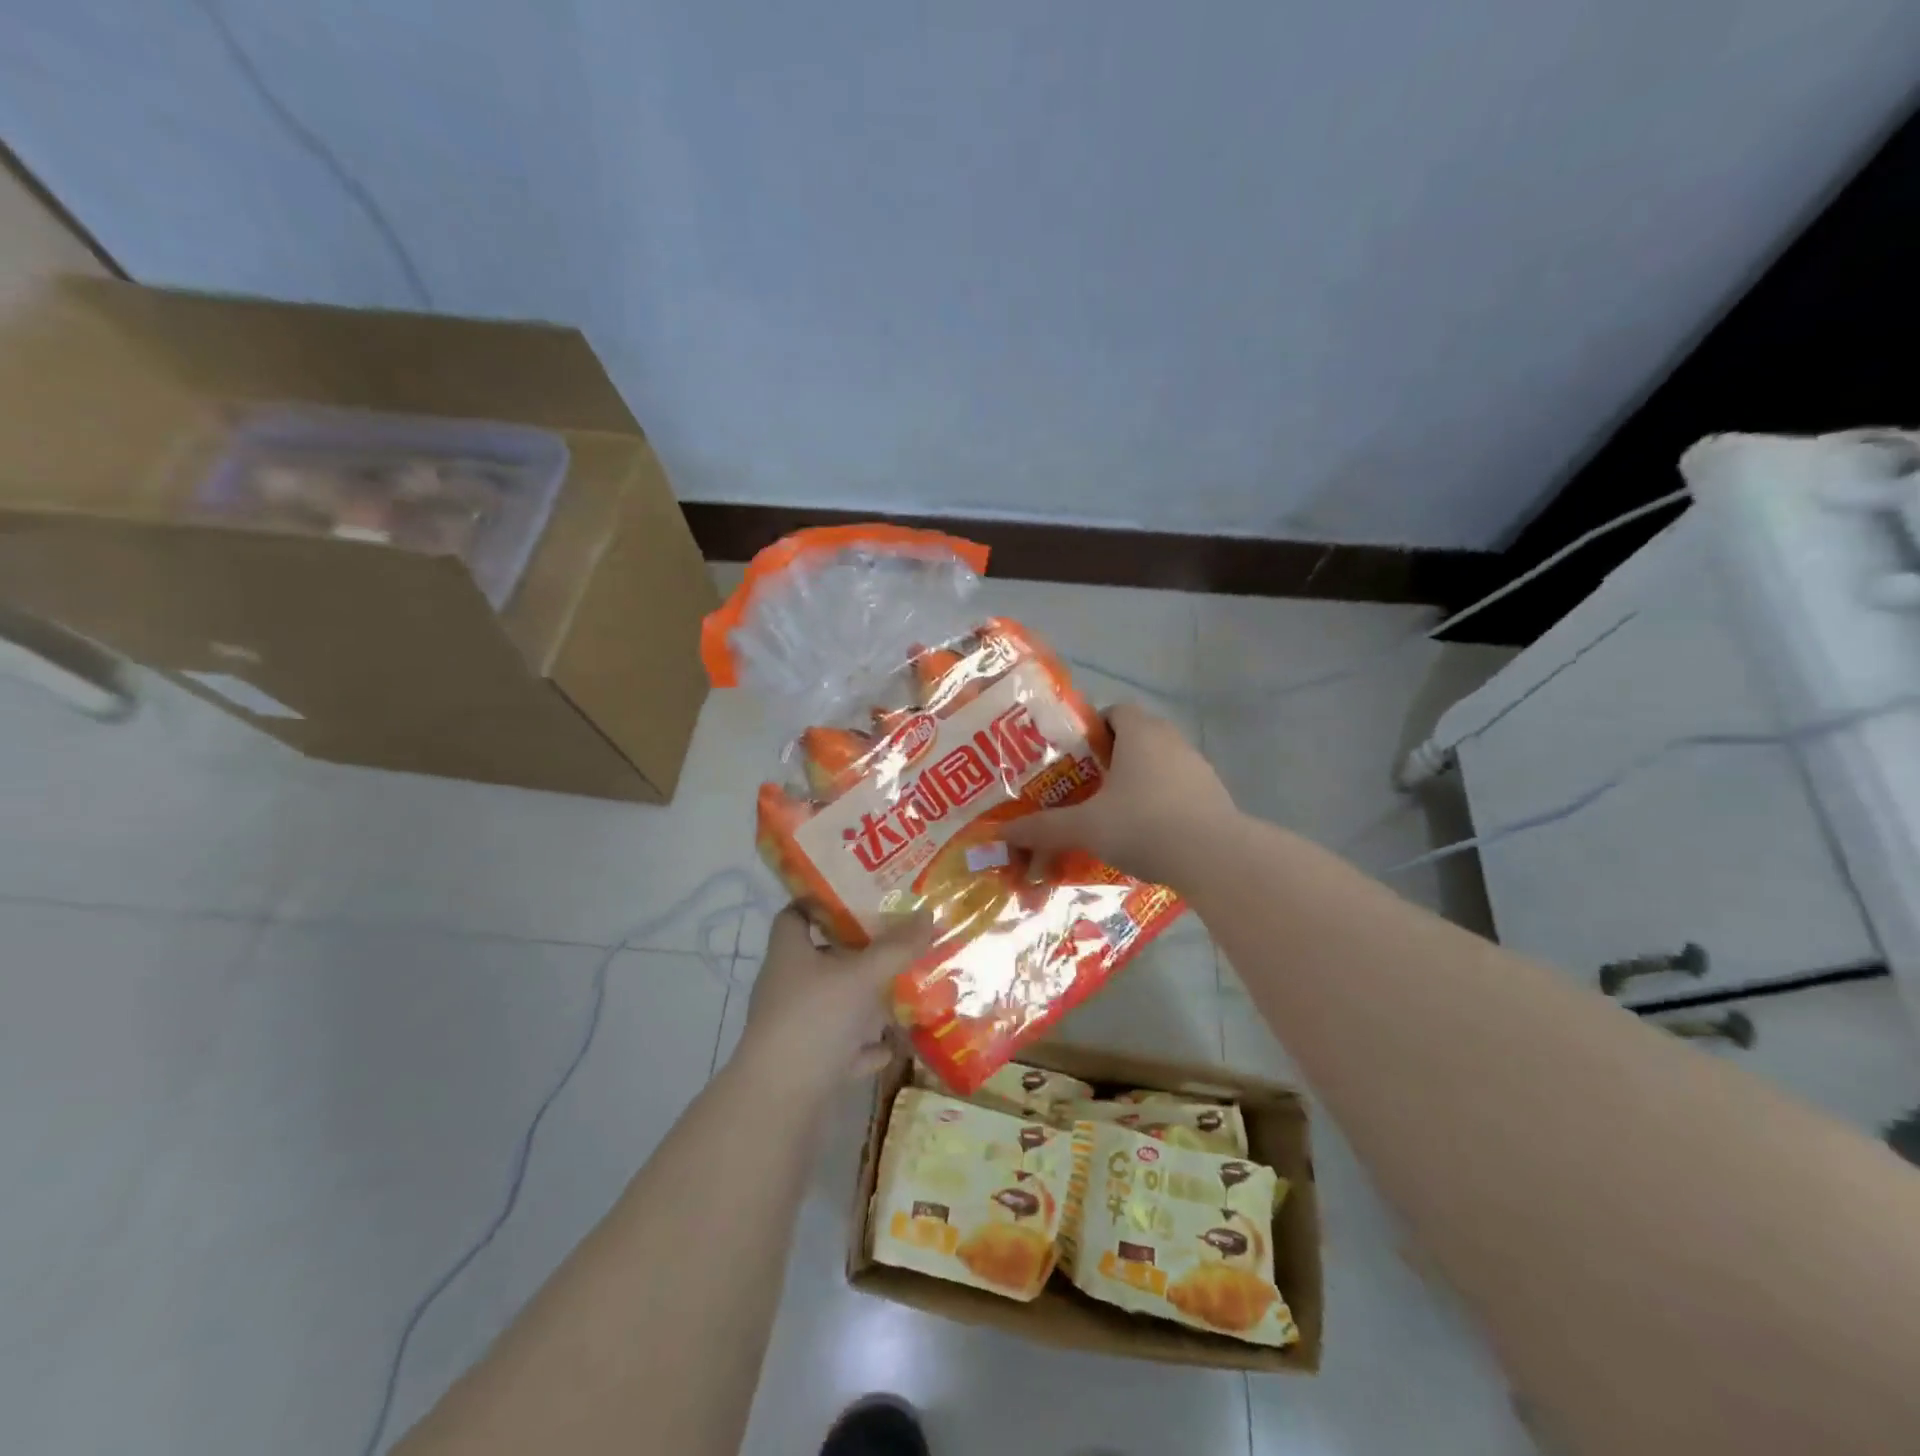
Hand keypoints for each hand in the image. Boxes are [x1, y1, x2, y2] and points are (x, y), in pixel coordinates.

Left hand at [736, 905, 933, 1090]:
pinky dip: (861, 1045)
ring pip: (831, 1003)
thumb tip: (929, 914)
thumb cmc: (815, 1019)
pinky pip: (838, 1046)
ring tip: (900, 991)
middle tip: (894, 942)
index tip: (857, 898)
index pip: (795, 914)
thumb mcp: (862, 977)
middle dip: (856, 952)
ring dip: (862, 1000)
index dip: (821, 903)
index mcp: (789, 953)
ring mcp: (792, 1026)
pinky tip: (888, 1047)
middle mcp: (786, 985)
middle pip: (820, 958)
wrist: (779, 1099)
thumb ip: (897, 947)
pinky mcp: (803, 1061)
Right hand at [1004, 702, 1237, 887]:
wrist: (1215, 858)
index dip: (1091, 729)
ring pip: (1159, 764)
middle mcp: (1171, 740)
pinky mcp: (1213, 795)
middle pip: (1136, 737)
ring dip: (1138, 781)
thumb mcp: (1085, 828)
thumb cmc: (1143, 825)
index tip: (1074, 758)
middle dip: (1110, 759)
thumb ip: (1043, 828)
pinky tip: (1147, 834)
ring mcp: (1198, 767)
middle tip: (1085, 788)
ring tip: (1113, 814)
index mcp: (1140, 732)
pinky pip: (1178, 789)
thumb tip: (1000, 831)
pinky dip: (1161, 803)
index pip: (1114, 711)